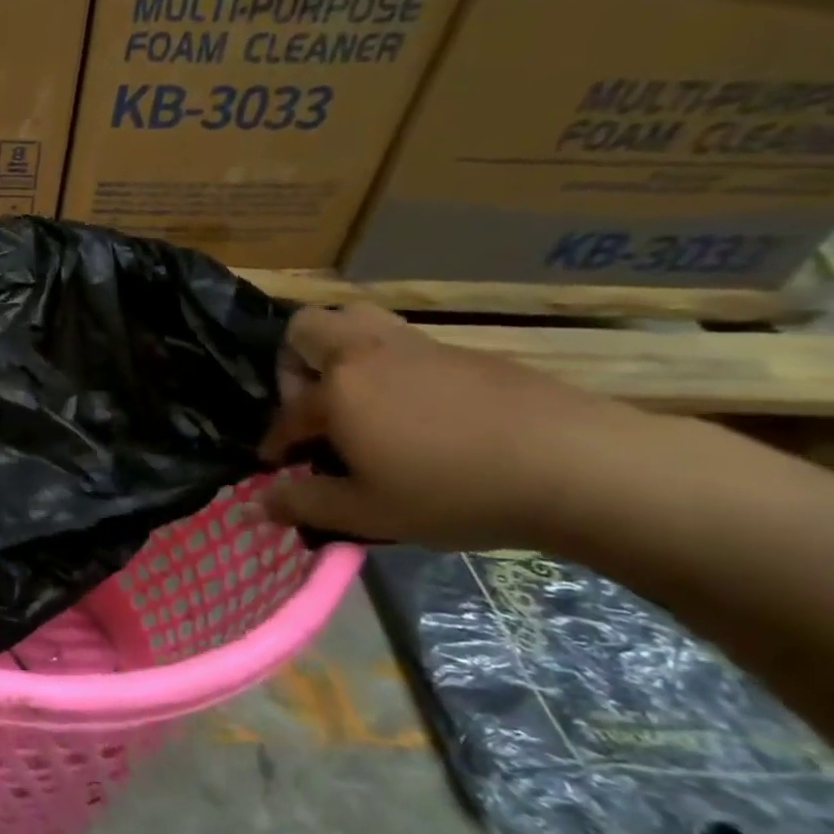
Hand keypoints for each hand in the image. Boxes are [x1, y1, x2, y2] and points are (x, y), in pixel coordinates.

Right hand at [258, 304, 638, 550]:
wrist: (578, 465)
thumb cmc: (454, 491)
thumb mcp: (367, 512)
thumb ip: (303, 505)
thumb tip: (255, 506)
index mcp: (338, 389)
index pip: (287, 412)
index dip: (275, 441)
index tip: (278, 467)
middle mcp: (368, 354)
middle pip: (308, 326)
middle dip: (294, 362)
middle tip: (312, 406)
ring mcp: (419, 347)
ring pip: (358, 321)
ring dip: (340, 352)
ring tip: (355, 400)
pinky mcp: (464, 353)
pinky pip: (404, 343)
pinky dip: (388, 367)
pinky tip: (414, 413)